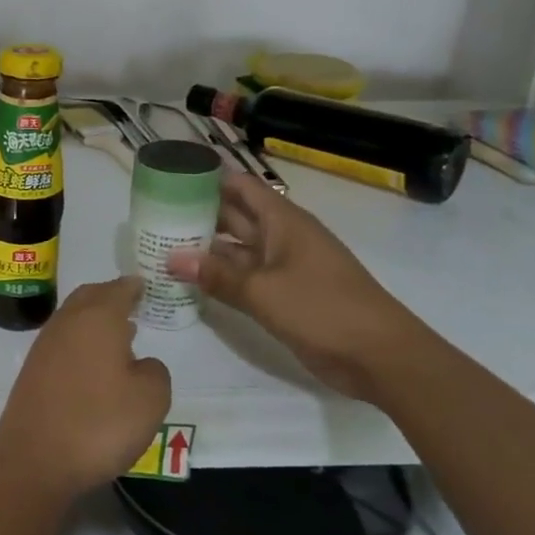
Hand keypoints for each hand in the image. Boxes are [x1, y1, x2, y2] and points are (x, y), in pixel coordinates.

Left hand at [0, 277, 171, 498]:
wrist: (34, 459)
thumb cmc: (99, 423)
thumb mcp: (150, 399)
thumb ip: (154, 371)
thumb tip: (138, 363)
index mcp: (97, 318)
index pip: (117, 289)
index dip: (133, 286)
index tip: (144, 285)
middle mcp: (67, 323)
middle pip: (90, 297)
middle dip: (110, 296)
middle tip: (132, 303)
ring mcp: (44, 345)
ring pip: (73, 318)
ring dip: (94, 319)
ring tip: (119, 333)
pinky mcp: (32, 370)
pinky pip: (63, 341)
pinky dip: (81, 341)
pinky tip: (94, 362)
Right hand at [169, 175, 428, 400]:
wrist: (380, 356)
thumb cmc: (323, 309)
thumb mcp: (263, 291)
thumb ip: (216, 274)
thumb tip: (171, 258)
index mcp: (283, 222)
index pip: (240, 186)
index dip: (208, 178)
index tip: (171, 178)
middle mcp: (282, 237)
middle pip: (235, 215)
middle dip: (198, 213)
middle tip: (155, 215)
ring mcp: (285, 266)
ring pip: (237, 248)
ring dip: (205, 247)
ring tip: (161, 245)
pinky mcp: (285, 294)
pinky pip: (245, 276)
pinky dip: (220, 275)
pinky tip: (190, 280)